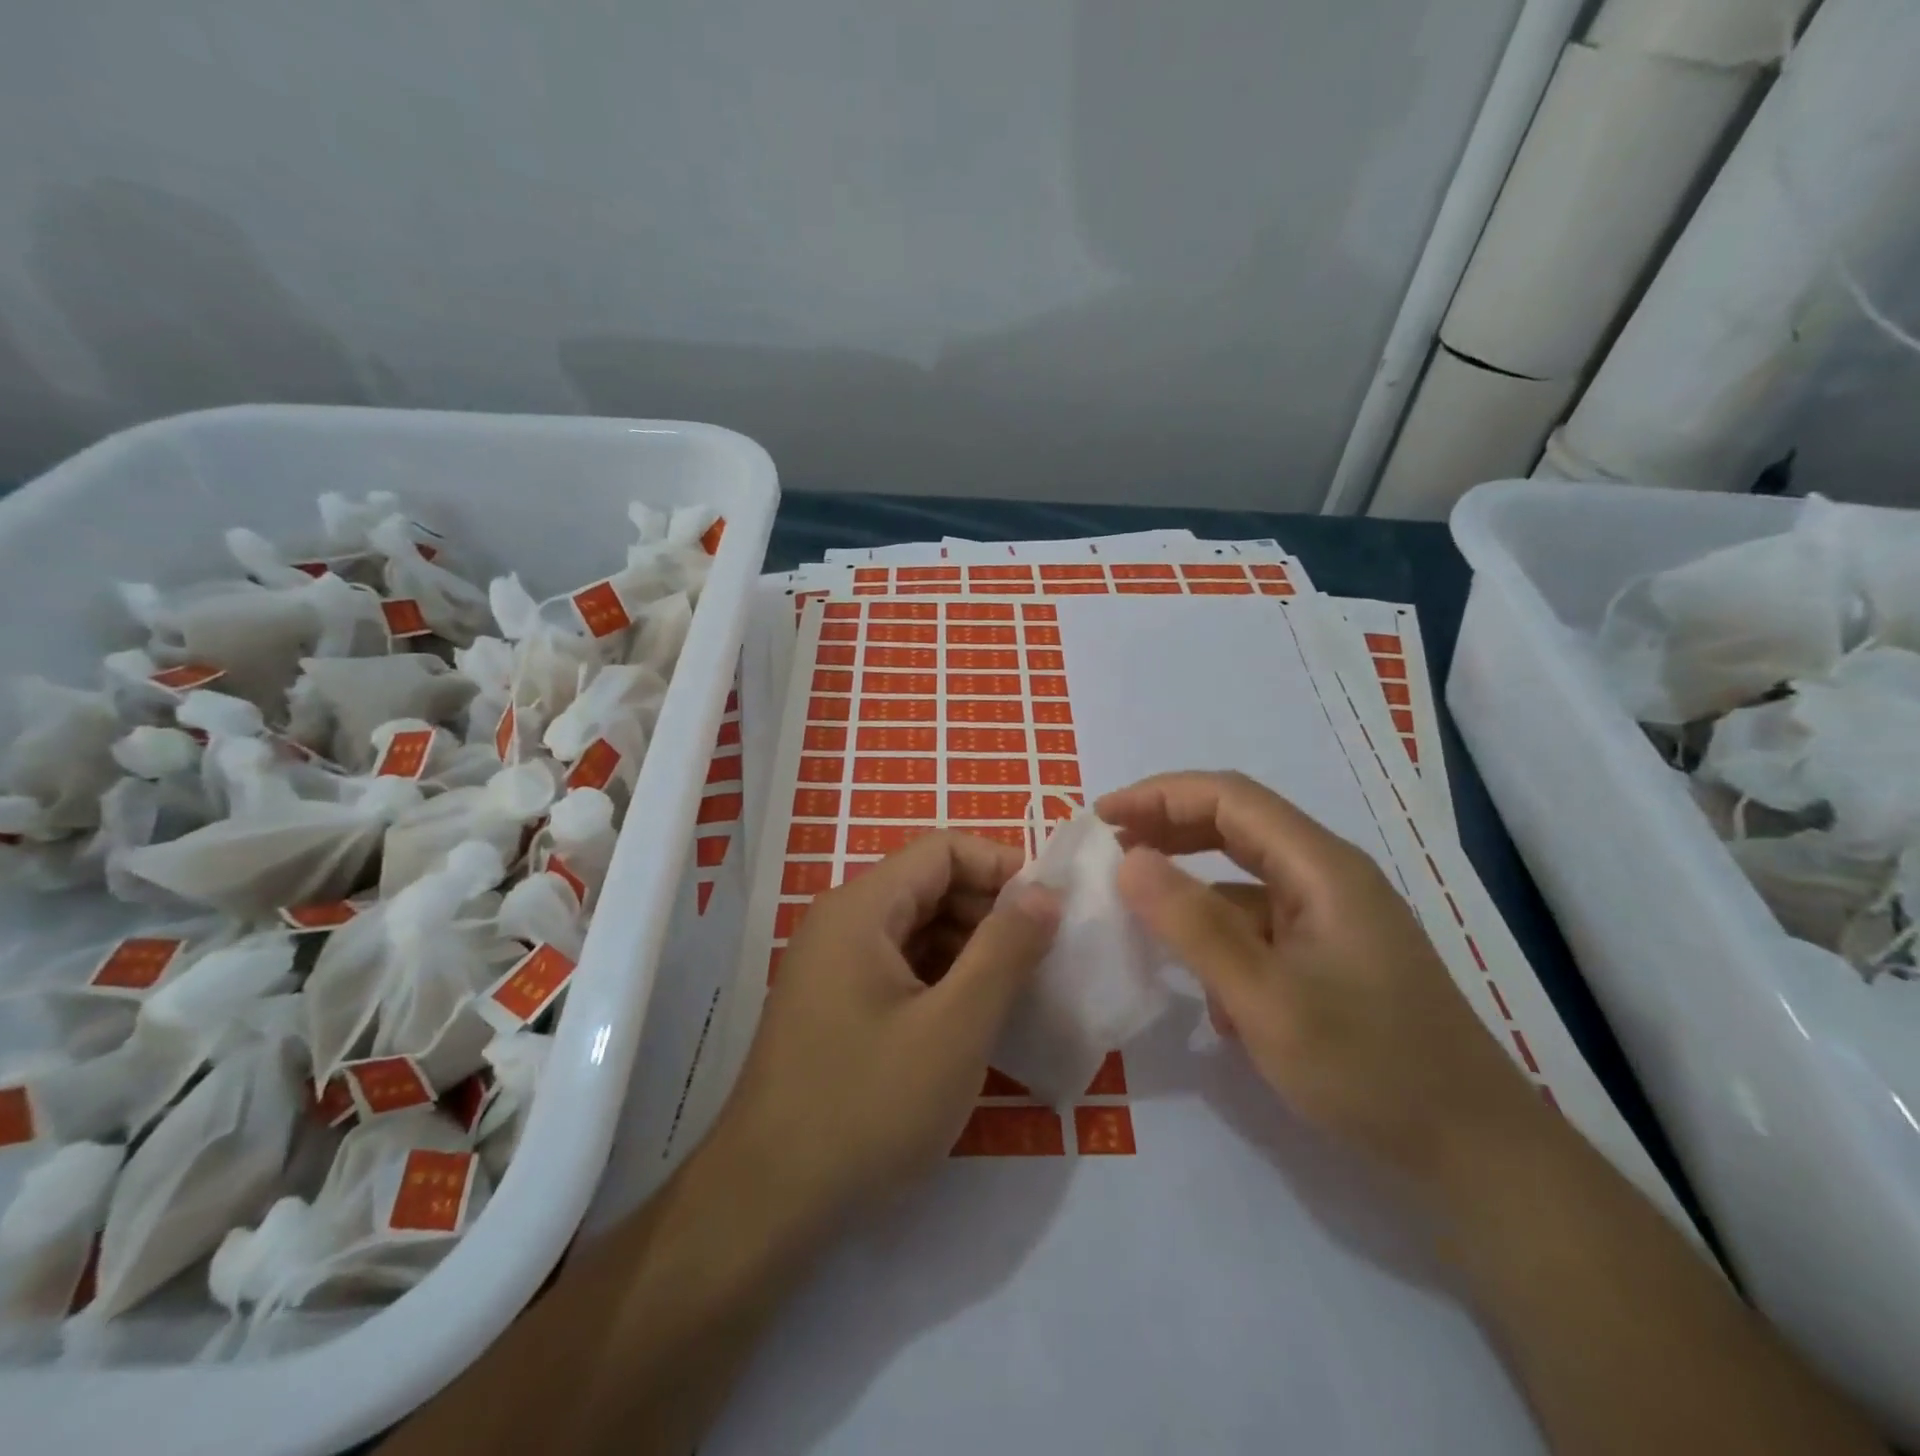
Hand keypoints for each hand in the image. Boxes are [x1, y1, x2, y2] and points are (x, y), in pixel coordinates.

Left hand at [709, 831, 1058, 1244]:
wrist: (766, 1205)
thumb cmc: (867, 1107)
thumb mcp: (955, 1028)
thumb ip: (1005, 950)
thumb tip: (1044, 891)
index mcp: (861, 908)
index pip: (942, 849)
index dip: (1001, 865)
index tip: (1051, 907)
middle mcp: (841, 923)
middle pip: (928, 886)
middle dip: (990, 910)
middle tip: (1044, 955)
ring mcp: (832, 967)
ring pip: (916, 930)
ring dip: (970, 948)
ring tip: (1020, 990)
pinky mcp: (834, 1007)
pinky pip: (899, 969)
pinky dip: (942, 980)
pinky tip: (975, 1020)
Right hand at [1098, 771, 1545, 1199]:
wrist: (1476, 1156)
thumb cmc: (1369, 1068)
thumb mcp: (1265, 999)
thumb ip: (1193, 925)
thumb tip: (1129, 859)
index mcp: (1320, 867)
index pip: (1228, 797)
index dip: (1159, 796)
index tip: (1102, 818)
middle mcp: (1327, 877)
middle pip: (1237, 824)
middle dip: (1169, 826)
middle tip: (1110, 847)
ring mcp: (1332, 917)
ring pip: (1245, 876)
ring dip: (1190, 880)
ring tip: (1137, 899)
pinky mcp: (1330, 955)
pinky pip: (1261, 923)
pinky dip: (1219, 932)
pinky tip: (1202, 985)